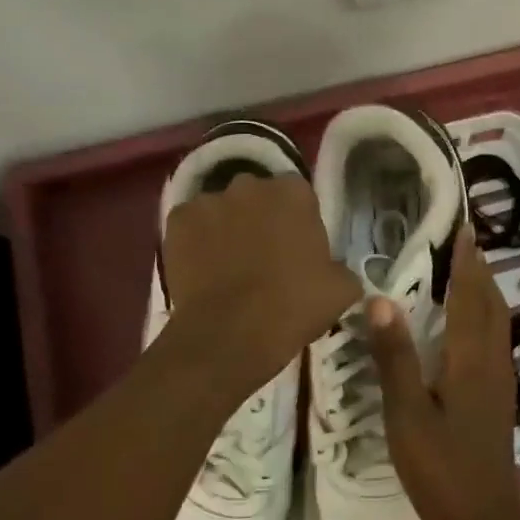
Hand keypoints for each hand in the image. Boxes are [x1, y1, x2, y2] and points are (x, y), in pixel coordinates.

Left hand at [162, 172, 360, 393]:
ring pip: (223, 210)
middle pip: (259, 197)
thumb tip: (335, 271)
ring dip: (228, 228)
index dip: (298, 223)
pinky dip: (197, 241)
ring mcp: (209, 200)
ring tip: (229, 266)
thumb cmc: (293, 306)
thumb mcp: (341, 289)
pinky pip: (192, 226)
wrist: (231, 334)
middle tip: (264, 256)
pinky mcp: (177, 220)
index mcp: (294, 192)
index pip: (300, 197)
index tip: (298, 249)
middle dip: (262, 219)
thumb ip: (341, 268)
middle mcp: (251, 184)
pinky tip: (203, 270)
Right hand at [367, 229, 519, 519]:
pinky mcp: (498, 396)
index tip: (462, 228)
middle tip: (462, 241)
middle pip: (491, 303)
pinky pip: (495, 339)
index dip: (466, 261)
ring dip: (484, 290)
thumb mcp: (406, 414)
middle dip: (479, 269)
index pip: (470, 295)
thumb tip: (381, 299)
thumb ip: (394, 356)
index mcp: (470, 358)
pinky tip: (469, 324)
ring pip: (497, 321)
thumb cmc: (440, 468)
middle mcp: (492, 360)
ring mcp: (499, 380)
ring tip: (466, 270)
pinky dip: (484, 315)